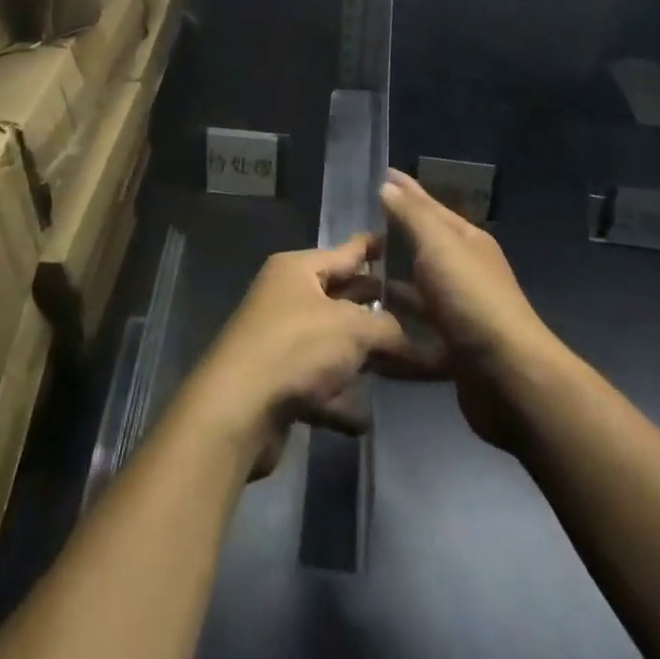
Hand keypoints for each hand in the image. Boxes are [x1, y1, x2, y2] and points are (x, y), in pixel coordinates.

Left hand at [177, 234, 414, 478]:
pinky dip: (340, 400)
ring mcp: (281, 341)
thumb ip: (390, 330)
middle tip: (422, 314)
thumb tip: (420, 342)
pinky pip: (319, 387)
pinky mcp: (278, 384)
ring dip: (362, 359)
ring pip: (333, 345)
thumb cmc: (295, 347)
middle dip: (378, 310)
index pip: (346, 251)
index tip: (404, 241)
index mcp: (298, 269)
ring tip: (406, 369)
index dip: (374, 247)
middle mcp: (287, 298)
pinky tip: (364, 418)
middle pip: (342, 299)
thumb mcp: (351, 329)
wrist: (237, 409)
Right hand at [379, 170, 555, 453]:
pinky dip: (397, 321)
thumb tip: (388, 186)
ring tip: (354, 276)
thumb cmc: (471, 298)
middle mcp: (465, 271)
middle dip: (393, 235)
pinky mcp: (452, 348)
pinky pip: (417, 327)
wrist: (509, 378)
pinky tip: (371, 321)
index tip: (378, 176)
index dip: (405, 190)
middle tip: (355, 228)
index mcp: (467, 241)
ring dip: (391, 282)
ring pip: (419, 288)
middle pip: (424, 246)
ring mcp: (460, 311)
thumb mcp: (438, 245)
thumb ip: (412, 215)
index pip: (430, 206)